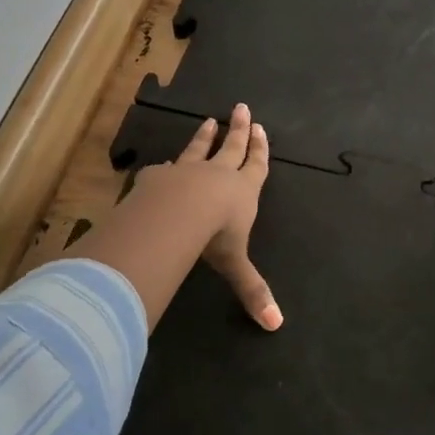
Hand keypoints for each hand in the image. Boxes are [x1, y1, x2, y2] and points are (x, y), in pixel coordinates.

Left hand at [134, 104, 280, 330]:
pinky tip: (165, 163)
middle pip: (232, 148)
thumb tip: (275, 325)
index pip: (256, 166)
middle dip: (239, 130)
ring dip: (205, 136)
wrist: (175, 215)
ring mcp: (186, 172)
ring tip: (209, 120)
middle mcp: (218, 176)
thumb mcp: (236, 265)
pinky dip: (169, 165)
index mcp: (242, 192)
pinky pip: (167, 168)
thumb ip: (252, 291)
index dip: (260, 150)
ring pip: (199, 150)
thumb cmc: (214, 236)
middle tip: (242, 109)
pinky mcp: (159, 176)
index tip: (261, 129)